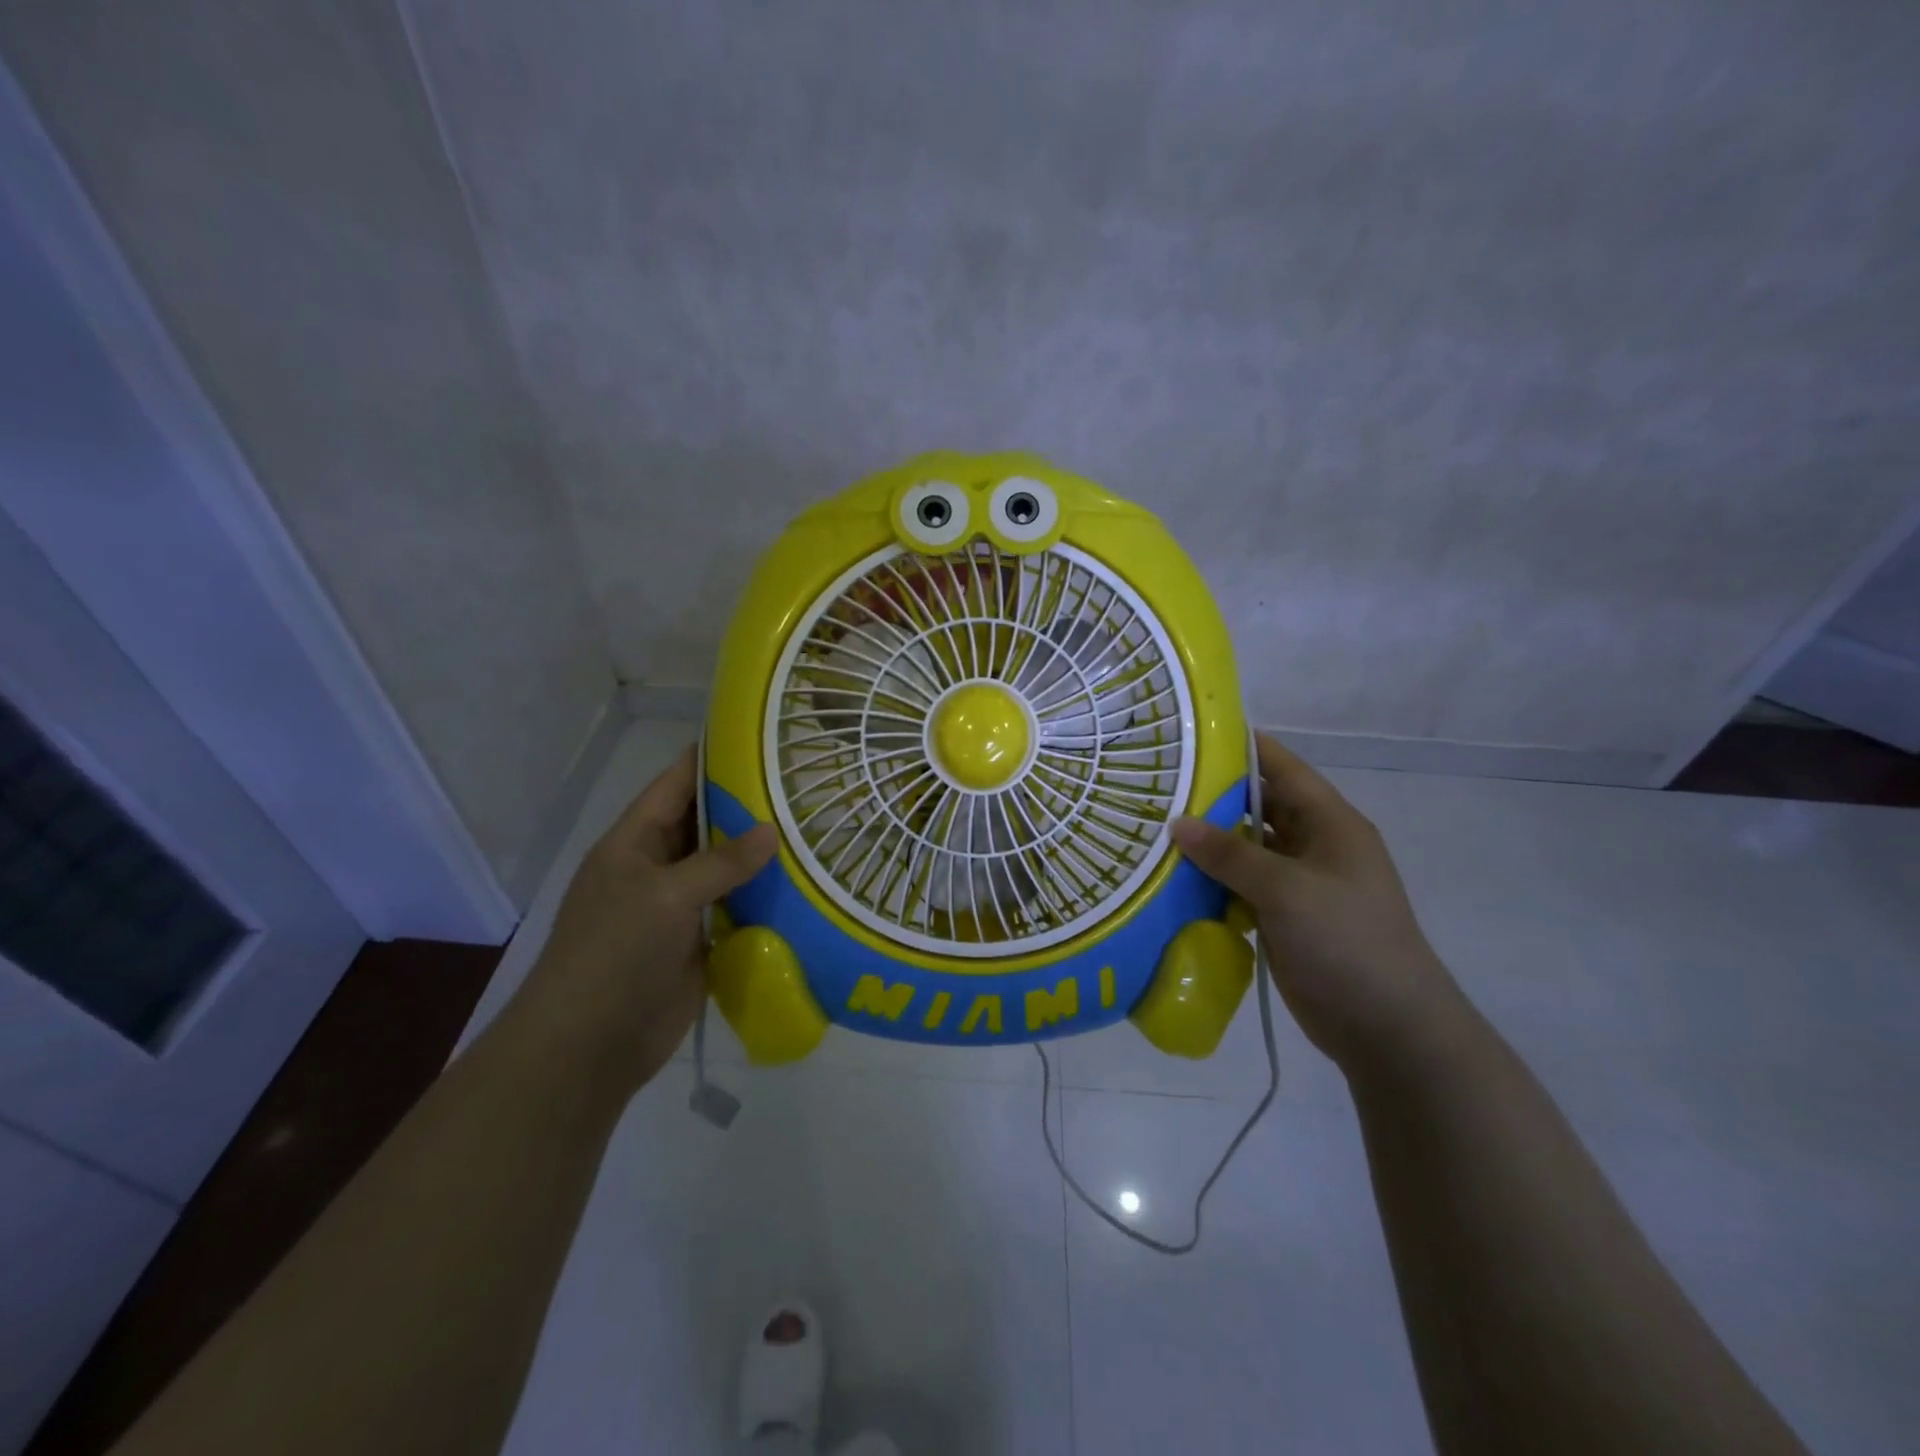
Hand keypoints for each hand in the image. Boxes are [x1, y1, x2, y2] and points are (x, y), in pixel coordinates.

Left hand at [512, 747, 775, 1097]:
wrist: (590, 1045)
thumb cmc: (614, 954)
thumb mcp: (664, 896)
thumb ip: (720, 863)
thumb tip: (772, 830)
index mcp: (633, 843)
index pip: (674, 785)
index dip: (710, 758)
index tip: (757, 738)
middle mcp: (656, 867)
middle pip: (704, 824)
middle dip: (745, 805)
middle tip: (801, 784)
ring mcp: (678, 906)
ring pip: (724, 867)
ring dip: (758, 853)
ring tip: (811, 827)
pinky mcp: (699, 940)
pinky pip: (734, 907)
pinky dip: (762, 896)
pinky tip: (802, 883)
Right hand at [1170, 733, 1461, 1071]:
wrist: (1387, 1028)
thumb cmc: (1347, 941)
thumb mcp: (1288, 890)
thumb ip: (1231, 855)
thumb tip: (1177, 823)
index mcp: (1330, 824)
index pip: (1283, 769)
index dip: (1244, 747)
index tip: (1194, 735)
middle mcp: (1314, 846)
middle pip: (1259, 807)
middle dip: (1213, 797)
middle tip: (1158, 785)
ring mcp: (1298, 884)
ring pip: (1246, 850)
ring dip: (1208, 843)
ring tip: (1153, 828)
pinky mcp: (1283, 917)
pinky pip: (1241, 887)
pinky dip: (1212, 881)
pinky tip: (1171, 878)